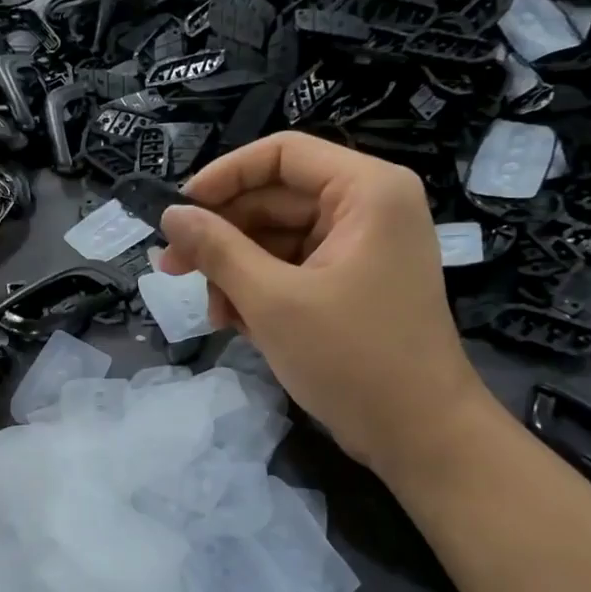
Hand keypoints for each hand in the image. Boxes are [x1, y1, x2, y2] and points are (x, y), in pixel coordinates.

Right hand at [157, 132, 489, 472]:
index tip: (178, 211)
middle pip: (276, 198)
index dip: (224, 176)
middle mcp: (369, 207)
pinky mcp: (353, 283)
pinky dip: (262, 290)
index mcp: (366, 191)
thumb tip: (171, 214)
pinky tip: (238, 324)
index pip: (282, 154)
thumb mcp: (272, 300)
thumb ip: (217, 250)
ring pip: (279, 238)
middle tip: (172, 268)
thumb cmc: (351, 359)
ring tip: (214, 314)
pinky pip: (294, 268)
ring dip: (237, 271)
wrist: (420, 436)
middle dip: (224, 236)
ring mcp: (362, 247)